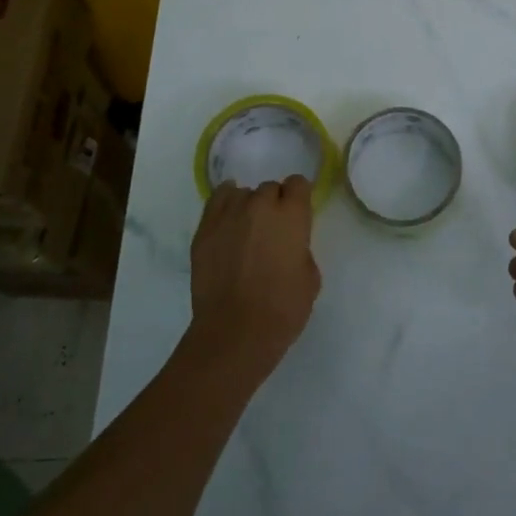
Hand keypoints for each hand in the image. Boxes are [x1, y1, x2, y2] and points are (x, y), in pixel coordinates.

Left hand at [187, 177, 320, 376]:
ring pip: (242, 194)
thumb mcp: (310, 278)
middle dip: (274, 205)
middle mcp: (260, 205)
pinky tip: (228, 219)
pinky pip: (217, 201)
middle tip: (272, 231)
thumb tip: (288, 245)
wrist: (234, 332)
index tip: (298, 214)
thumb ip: (301, 249)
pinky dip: (225, 205)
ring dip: (248, 207)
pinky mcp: (205, 229)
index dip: (299, 197)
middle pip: (269, 188)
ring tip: (246, 231)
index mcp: (292, 215)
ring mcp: (229, 214)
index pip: (298, 183)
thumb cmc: (282, 309)